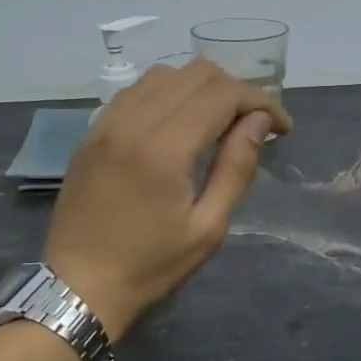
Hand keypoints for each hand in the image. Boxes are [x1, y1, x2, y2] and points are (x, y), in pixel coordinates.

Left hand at [44, 60, 291, 340]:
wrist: (78, 286)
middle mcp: (132, 122)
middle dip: (236, 90)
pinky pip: (136, 91)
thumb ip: (236, 168)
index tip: (282, 127)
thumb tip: (260, 121)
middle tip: (255, 123)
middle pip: (195, 74)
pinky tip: (180, 122)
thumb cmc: (151, 266)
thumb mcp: (208, 228)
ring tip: (220, 119)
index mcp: (163, 149)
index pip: (222, 94)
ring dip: (201, 87)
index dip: (261, 101)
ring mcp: (106, 123)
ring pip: (164, 74)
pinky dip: (168, 93)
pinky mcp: (92, 132)